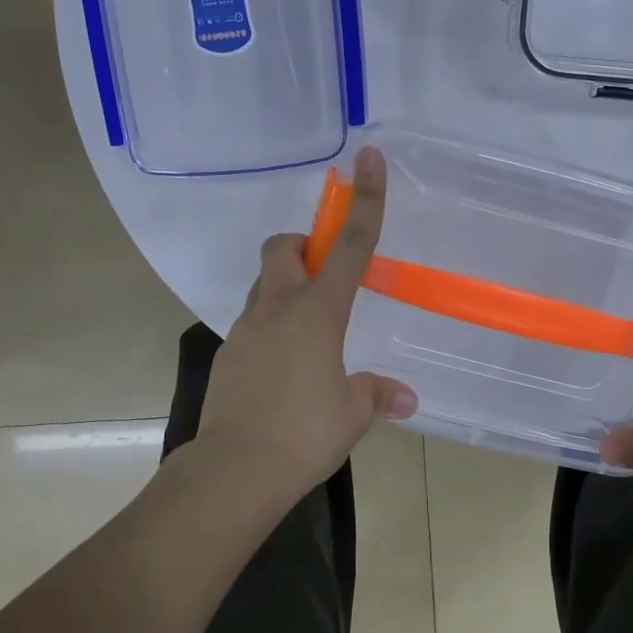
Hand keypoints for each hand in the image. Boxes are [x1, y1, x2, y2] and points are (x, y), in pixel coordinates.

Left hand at [192, 146, 416, 501]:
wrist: (233, 471)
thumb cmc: (303, 434)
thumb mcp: (351, 414)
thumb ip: (376, 395)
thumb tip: (405, 398)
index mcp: (318, 312)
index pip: (351, 245)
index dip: (365, 200)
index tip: (368, 160)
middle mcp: (278, 308)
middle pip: (282, 247)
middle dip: (303, 246)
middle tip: (323, 277)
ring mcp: (246, 329)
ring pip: (264, 285)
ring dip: (286, 289)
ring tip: (309, 335)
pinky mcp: (227, 354)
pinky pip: (252, 323)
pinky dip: (270, 328)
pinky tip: (284, 369)